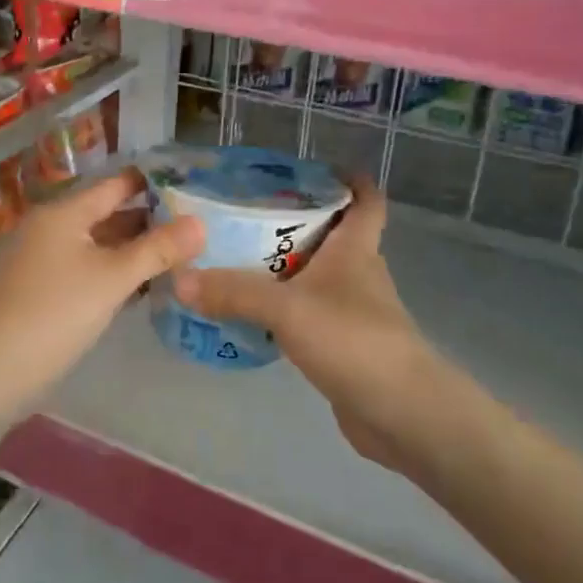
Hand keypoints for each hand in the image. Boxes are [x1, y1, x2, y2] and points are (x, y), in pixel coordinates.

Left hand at [0, 168, 203, 417]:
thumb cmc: (55, 314)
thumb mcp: (112, 279)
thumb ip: (157, 250)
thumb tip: (201, 223)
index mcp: (64, 213)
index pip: (116, 185)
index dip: (152, 182)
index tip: (192, 185)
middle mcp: (51, 229)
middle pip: (108, 214)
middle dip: (149, 220)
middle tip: (196, 226)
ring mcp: (43, 260)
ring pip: (98, 245)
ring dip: (134, 250)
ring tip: (180, 256)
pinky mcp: (41, 291)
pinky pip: (86, 269)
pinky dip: (114, 273)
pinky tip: (143, 288)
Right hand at [171, 177, 437, 467]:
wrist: (402, 414)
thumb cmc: (353, 340)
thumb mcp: (287, 309)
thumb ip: (234, 292)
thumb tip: (179, 279)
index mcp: (356, 249)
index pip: (366, 200)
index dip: (350, 180)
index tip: (315, 169)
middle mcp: (358, 274)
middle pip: (333, 235)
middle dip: (297, 221)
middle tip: (246, 214)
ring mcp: (354, 312)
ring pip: (318, 277)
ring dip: (286, 268)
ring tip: (237, 261)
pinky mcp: (345, 347)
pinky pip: (310, 315)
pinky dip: (285, 310)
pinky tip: (252, 315)